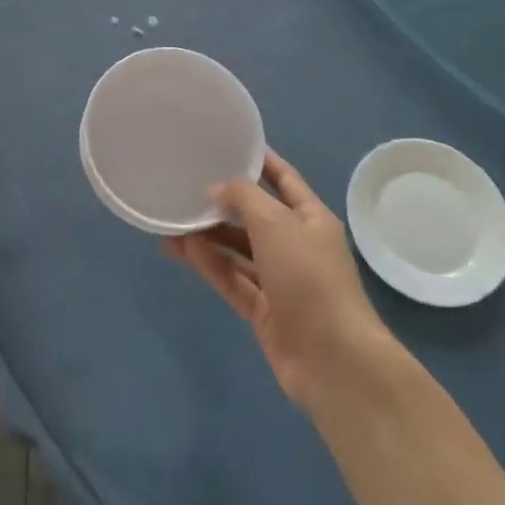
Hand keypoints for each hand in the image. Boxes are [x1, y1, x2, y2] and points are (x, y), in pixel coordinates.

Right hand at [166, 149, 390, 411]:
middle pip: (255, 217)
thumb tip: (215, 189)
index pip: (283, 179)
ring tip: (172, 223)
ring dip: (209, 236)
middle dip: (223, 203)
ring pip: (239, 250)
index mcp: (311, 218)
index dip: (259, 162)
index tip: (228, 145)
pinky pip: (233, 279)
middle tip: (186, 187)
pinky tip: (184, 250)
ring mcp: (281, 281)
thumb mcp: (276, 223)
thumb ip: (243, 197)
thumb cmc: (309, 277)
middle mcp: (297, 246)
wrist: (332, 359)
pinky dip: (211, 265)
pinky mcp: (265, 311)